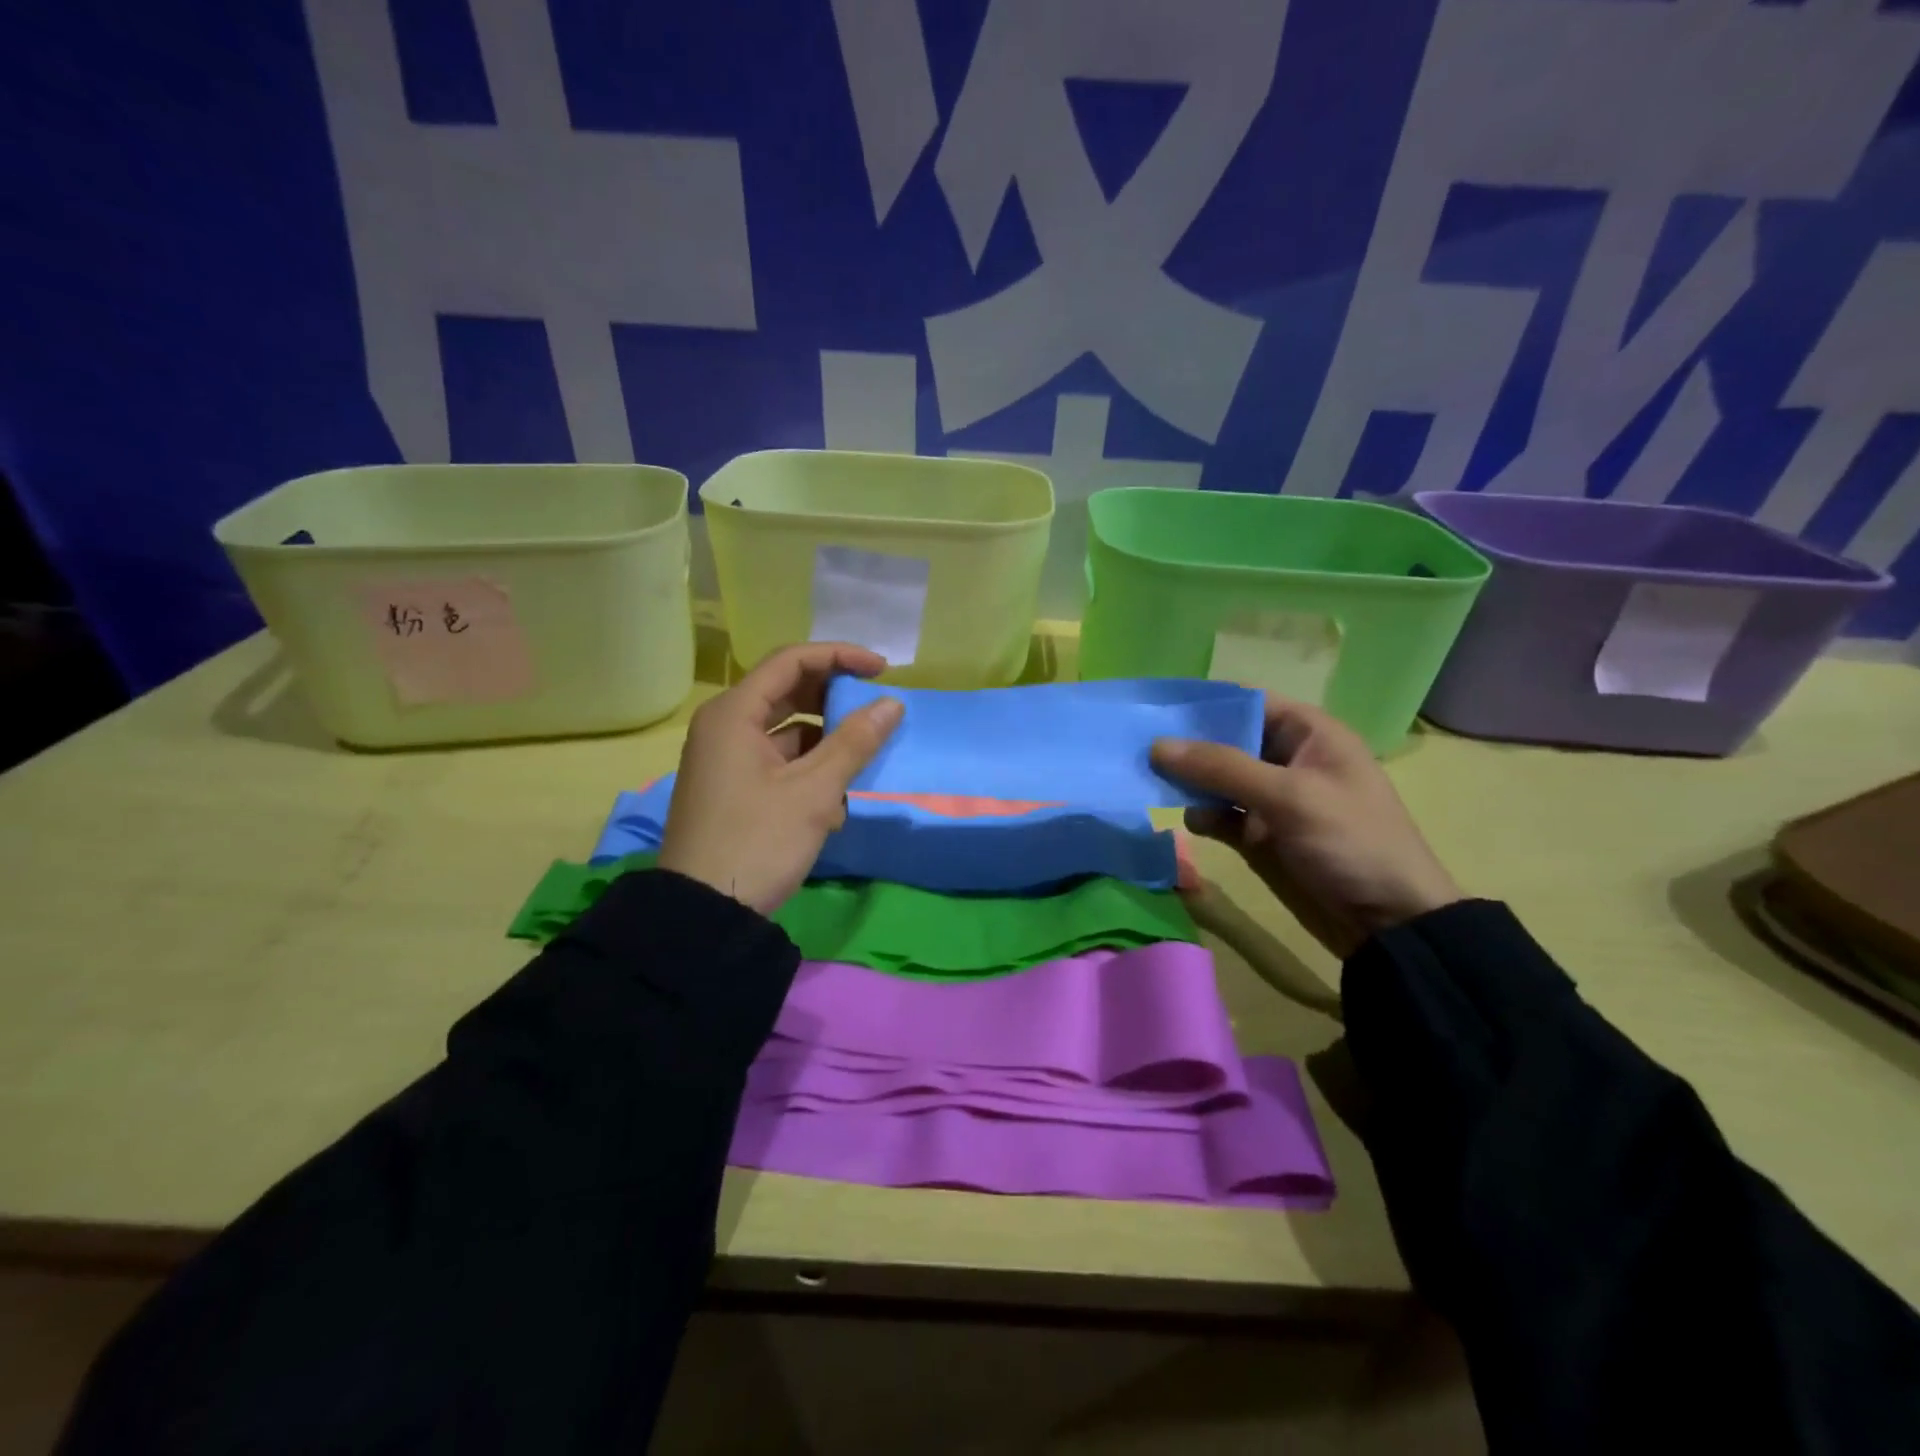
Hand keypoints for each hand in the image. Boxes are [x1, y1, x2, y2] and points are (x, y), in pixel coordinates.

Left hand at [658, 643, 902, 914]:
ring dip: (825, 742)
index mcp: (734, 714)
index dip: (840, 657)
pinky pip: (777, 761)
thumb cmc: (758, 841)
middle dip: (834, 700)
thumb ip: (855, 742)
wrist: (704, 914)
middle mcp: (724, 726)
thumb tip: (891, 704)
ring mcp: (725, 759)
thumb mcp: (814, 791)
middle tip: (875, 710)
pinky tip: (833, 802)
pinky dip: (808, 770)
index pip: (792, 661)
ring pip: (786, 730)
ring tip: (859, 766)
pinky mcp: (733, 787)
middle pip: (787, 692)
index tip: (882, 670)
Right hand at [1151, 698, 1460, 958]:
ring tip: (1152, 782)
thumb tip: (1158, 745)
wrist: (1389, 923)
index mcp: (1309, 735)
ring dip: (1190, 781)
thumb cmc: (1351, 842)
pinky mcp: (1261, 835)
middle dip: (1188, 745)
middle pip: (1227, 740)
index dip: (1205, 703)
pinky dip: (1204, 815)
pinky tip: (1191, 821)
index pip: (1249, 702)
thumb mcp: (1289, 796)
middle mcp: (1288, 760)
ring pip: (1218, 779)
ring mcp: (1273, 799)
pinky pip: (1222, 814)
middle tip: (1140, 747)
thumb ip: (1222, 768)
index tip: (1156, 707)